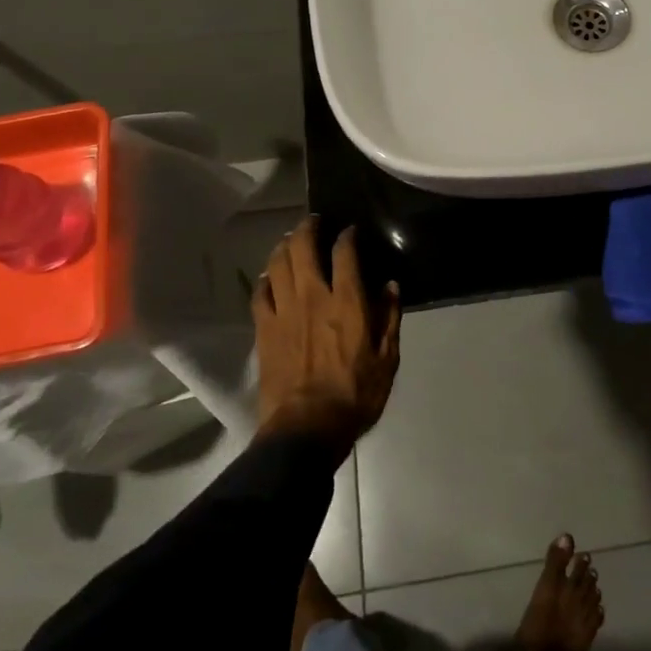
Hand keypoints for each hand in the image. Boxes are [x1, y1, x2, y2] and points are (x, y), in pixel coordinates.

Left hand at [252, 216, 400, 451]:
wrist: (305, 429)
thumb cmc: (354, 395)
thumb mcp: (387, 359)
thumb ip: (389, 318)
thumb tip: (390, 286)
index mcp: (347, 301)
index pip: (345, 252)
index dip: (347, 235)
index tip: (350, 230)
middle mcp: (312, 296)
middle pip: (303, 247)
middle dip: (308, 228)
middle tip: (315, 221)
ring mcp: (283, 311)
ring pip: (277, 264)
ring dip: (284, 246)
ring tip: (291, 241)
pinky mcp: (264, 329)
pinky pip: (260, 293)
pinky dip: (265, 279)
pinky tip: (270, 277)